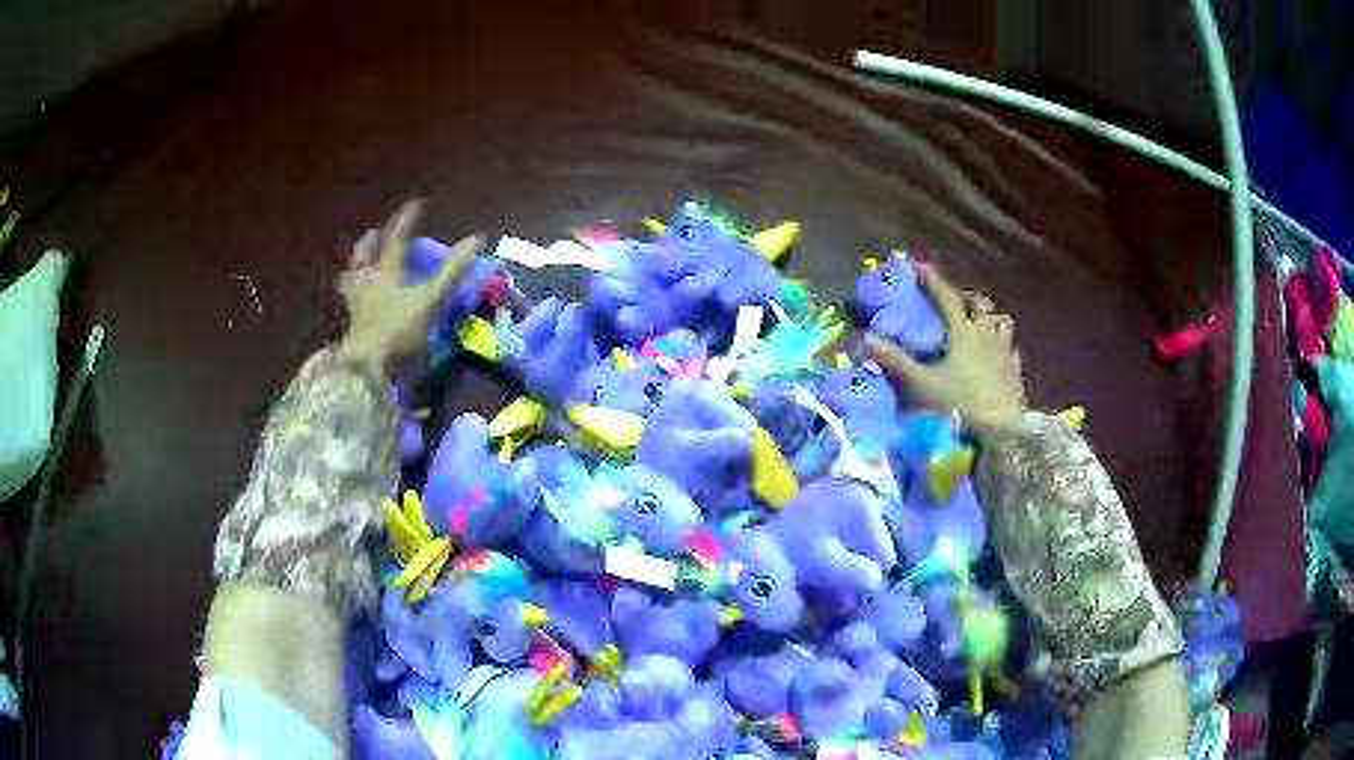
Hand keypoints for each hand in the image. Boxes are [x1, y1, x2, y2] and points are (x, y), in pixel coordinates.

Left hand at [337, 199, 480, 367]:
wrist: (367, 368)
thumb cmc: (398, 331)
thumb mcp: (429, 300)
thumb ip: (450, 272)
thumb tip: (475, 241)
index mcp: (386, 274)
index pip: (396, 240)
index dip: (406, 221)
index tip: (417, 203)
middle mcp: (367, 285)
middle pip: (362, 258)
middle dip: (368, 244)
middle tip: (373, 234)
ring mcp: (357, 307)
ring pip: (350, 281)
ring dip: (354, 269)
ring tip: (357, 266)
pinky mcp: (353, 328)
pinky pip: (350, 305)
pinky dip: (353, 298)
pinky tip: (357, 303)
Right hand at [865, 264, 1025, 437]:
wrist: (1001, 432)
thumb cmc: (960, 404)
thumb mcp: (922, 384)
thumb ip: (896, 360)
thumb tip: (867, 337)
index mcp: (963, 331)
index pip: (946, 296)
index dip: (932, 280)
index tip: (920, 266)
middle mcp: (987, 333)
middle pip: (979, 304)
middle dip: (966, 298)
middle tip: (954, 302)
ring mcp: (1005, 351)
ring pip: (1001, 322)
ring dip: (989, 319)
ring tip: (980, 326)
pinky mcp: (1016, 371)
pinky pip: (1011, 348)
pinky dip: (1003, 346)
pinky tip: (998, 356)